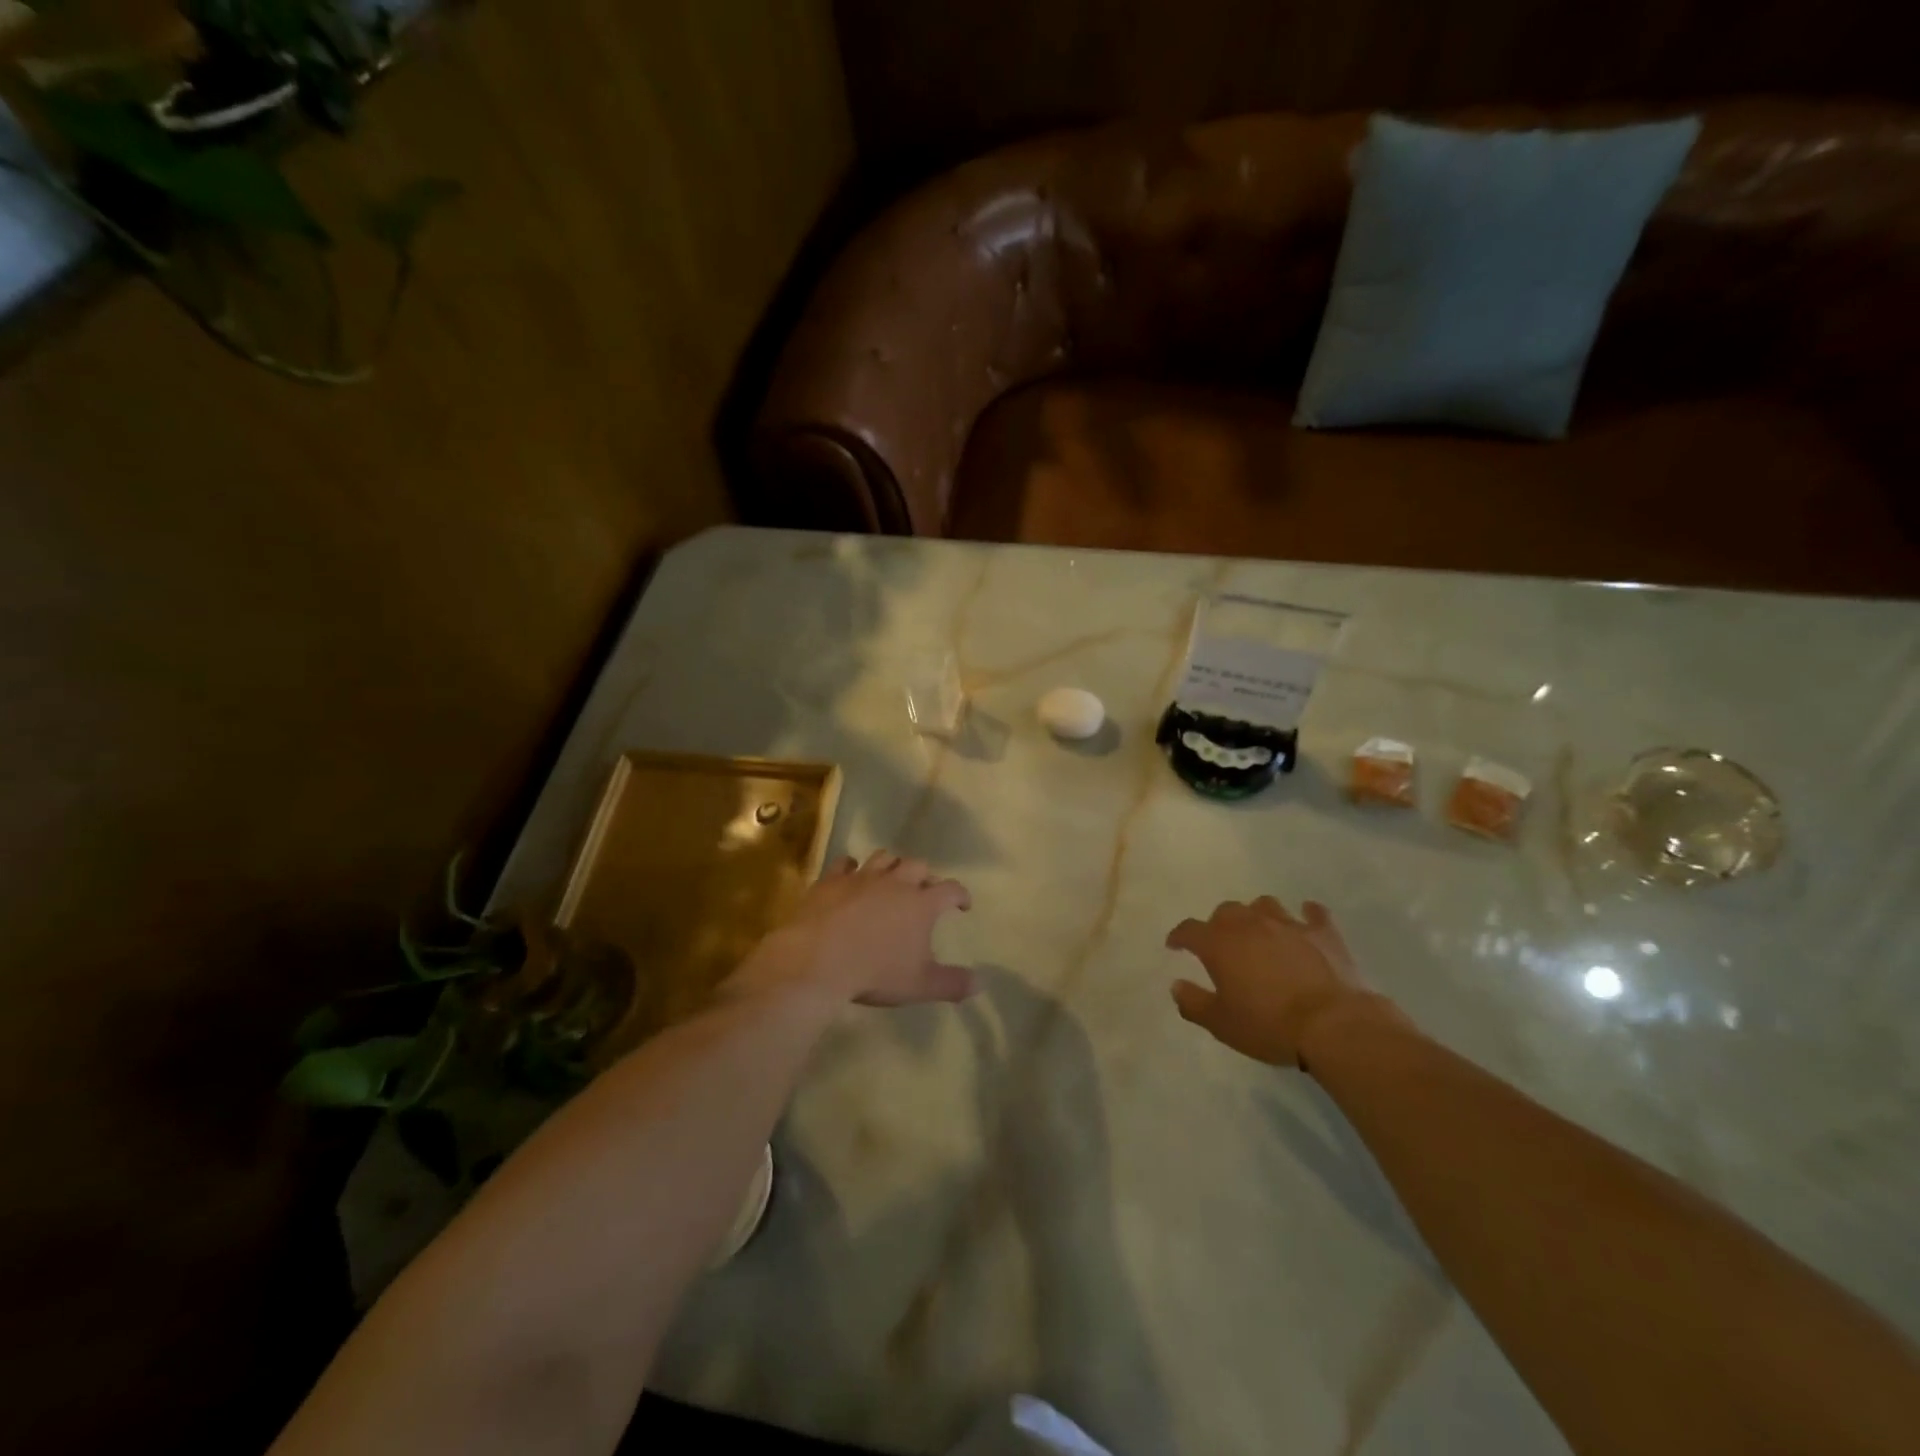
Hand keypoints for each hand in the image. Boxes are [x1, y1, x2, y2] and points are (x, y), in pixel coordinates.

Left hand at [738, 850, 975, 1006]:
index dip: (961, 895)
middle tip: (925, 891)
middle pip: (918, 866)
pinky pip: (845, 863)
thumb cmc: (875, 972)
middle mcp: (895, 882)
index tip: (963, 905)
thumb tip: (980, 983)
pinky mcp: (832, 880)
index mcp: (921, 904)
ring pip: (884, 857)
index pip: (951, 889)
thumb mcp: (920, 985)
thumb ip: (952, 984)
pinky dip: (852, 867)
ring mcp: (862, 877)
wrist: (818, 960)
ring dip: (892, 865)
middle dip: (926, 876)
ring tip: (892, 878)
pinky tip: (851, 875)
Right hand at [1166, 897, 1376, 1066]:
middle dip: (1219, 924)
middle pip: (1226, 911)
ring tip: (1260, 931)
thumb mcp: (1221, 1024)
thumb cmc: (1269, 1025)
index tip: (1175, 945)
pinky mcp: (1323, 932)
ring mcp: (1288, 924)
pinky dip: (1307, 915)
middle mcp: (1250, 924)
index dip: (1179, 936)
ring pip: (1265, 905)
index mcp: (1220, 944)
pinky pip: (1313, 913)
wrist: (1332, 1025)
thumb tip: (1177, 985)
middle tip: (1222, 944)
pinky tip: (1306, 920)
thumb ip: (1193, 1003)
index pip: (1189, 930)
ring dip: (1257, 915)